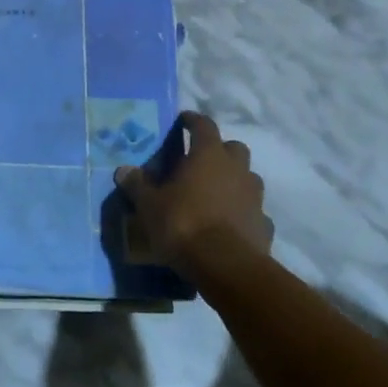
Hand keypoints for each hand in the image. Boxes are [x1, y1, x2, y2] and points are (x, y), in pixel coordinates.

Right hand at [116, 112, 271, 275]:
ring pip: (247, 178)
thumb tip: (123, 170)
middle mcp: (236, 169)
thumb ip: (137, 185)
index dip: (192, 120)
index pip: (203, 125)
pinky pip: (253, 211)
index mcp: (208, 155)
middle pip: (233, 148)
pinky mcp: (264, 224)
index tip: (183, 120)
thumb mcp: (149, 205)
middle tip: (200, 162)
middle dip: (219, 151)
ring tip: (214, 195)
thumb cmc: (183, 224)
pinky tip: (229, 225)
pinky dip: (243, 212)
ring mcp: (254, 197)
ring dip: (233, 181)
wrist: (225, 266)